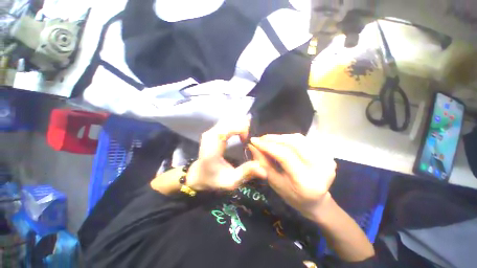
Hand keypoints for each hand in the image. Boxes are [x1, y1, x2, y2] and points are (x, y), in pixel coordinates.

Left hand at [186, 118, 266, 190]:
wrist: (198, 175)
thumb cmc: (214, 179)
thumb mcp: (231, 181)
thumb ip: (246, 174)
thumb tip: (264, 171)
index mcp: (213, 148)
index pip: (226, 129)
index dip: (240, 129)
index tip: (247, 139)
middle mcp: (210, 136)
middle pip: (228, 122)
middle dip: (242, 125)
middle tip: (250, 135)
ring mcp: (209, 132)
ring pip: (227, 120)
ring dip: (239, 124)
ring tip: (247, 132)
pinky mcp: (211, 131)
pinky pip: (225, 123)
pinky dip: (234, 124)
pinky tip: (241, 131)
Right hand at [249, 134, 336, 219]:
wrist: (316, 201)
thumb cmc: (292, 196)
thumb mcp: (275, 183)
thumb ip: (263, 163)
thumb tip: (252, 146)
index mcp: (306, 181)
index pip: (284, 156)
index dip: (267, 146)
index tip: (253, 140)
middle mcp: (320, 168)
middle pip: (293, 143)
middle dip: (273, 138)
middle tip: (261, 138)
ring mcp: (327, 159)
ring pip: (298, 139)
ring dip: (281, 137)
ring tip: (269, 140)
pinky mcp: (327, 154)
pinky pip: (304, 140)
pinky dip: (289, 139)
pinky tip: (281, 142)